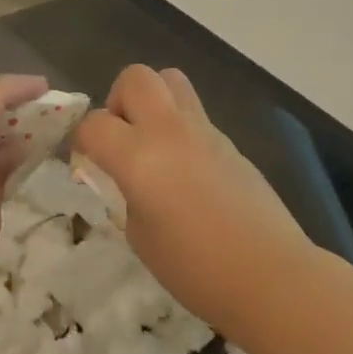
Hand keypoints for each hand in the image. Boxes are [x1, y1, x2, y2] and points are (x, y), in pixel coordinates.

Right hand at [76, 65, 315, 325]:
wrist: (269, 275)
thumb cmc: (195, 269)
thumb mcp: (140, 237)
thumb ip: (126, 195)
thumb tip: (128, 179)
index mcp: (139, 156)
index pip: (93, 123)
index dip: (82, 140)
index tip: (86, 161)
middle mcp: (170, 130)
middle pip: (135, 78)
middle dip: (118, 101)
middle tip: (121, 139)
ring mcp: (205, 131)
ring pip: (172, 81)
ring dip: (153, 102)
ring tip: (153, 144)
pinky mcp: (230, 141)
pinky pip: (196, 115)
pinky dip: (180, 129)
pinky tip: (186, 170)